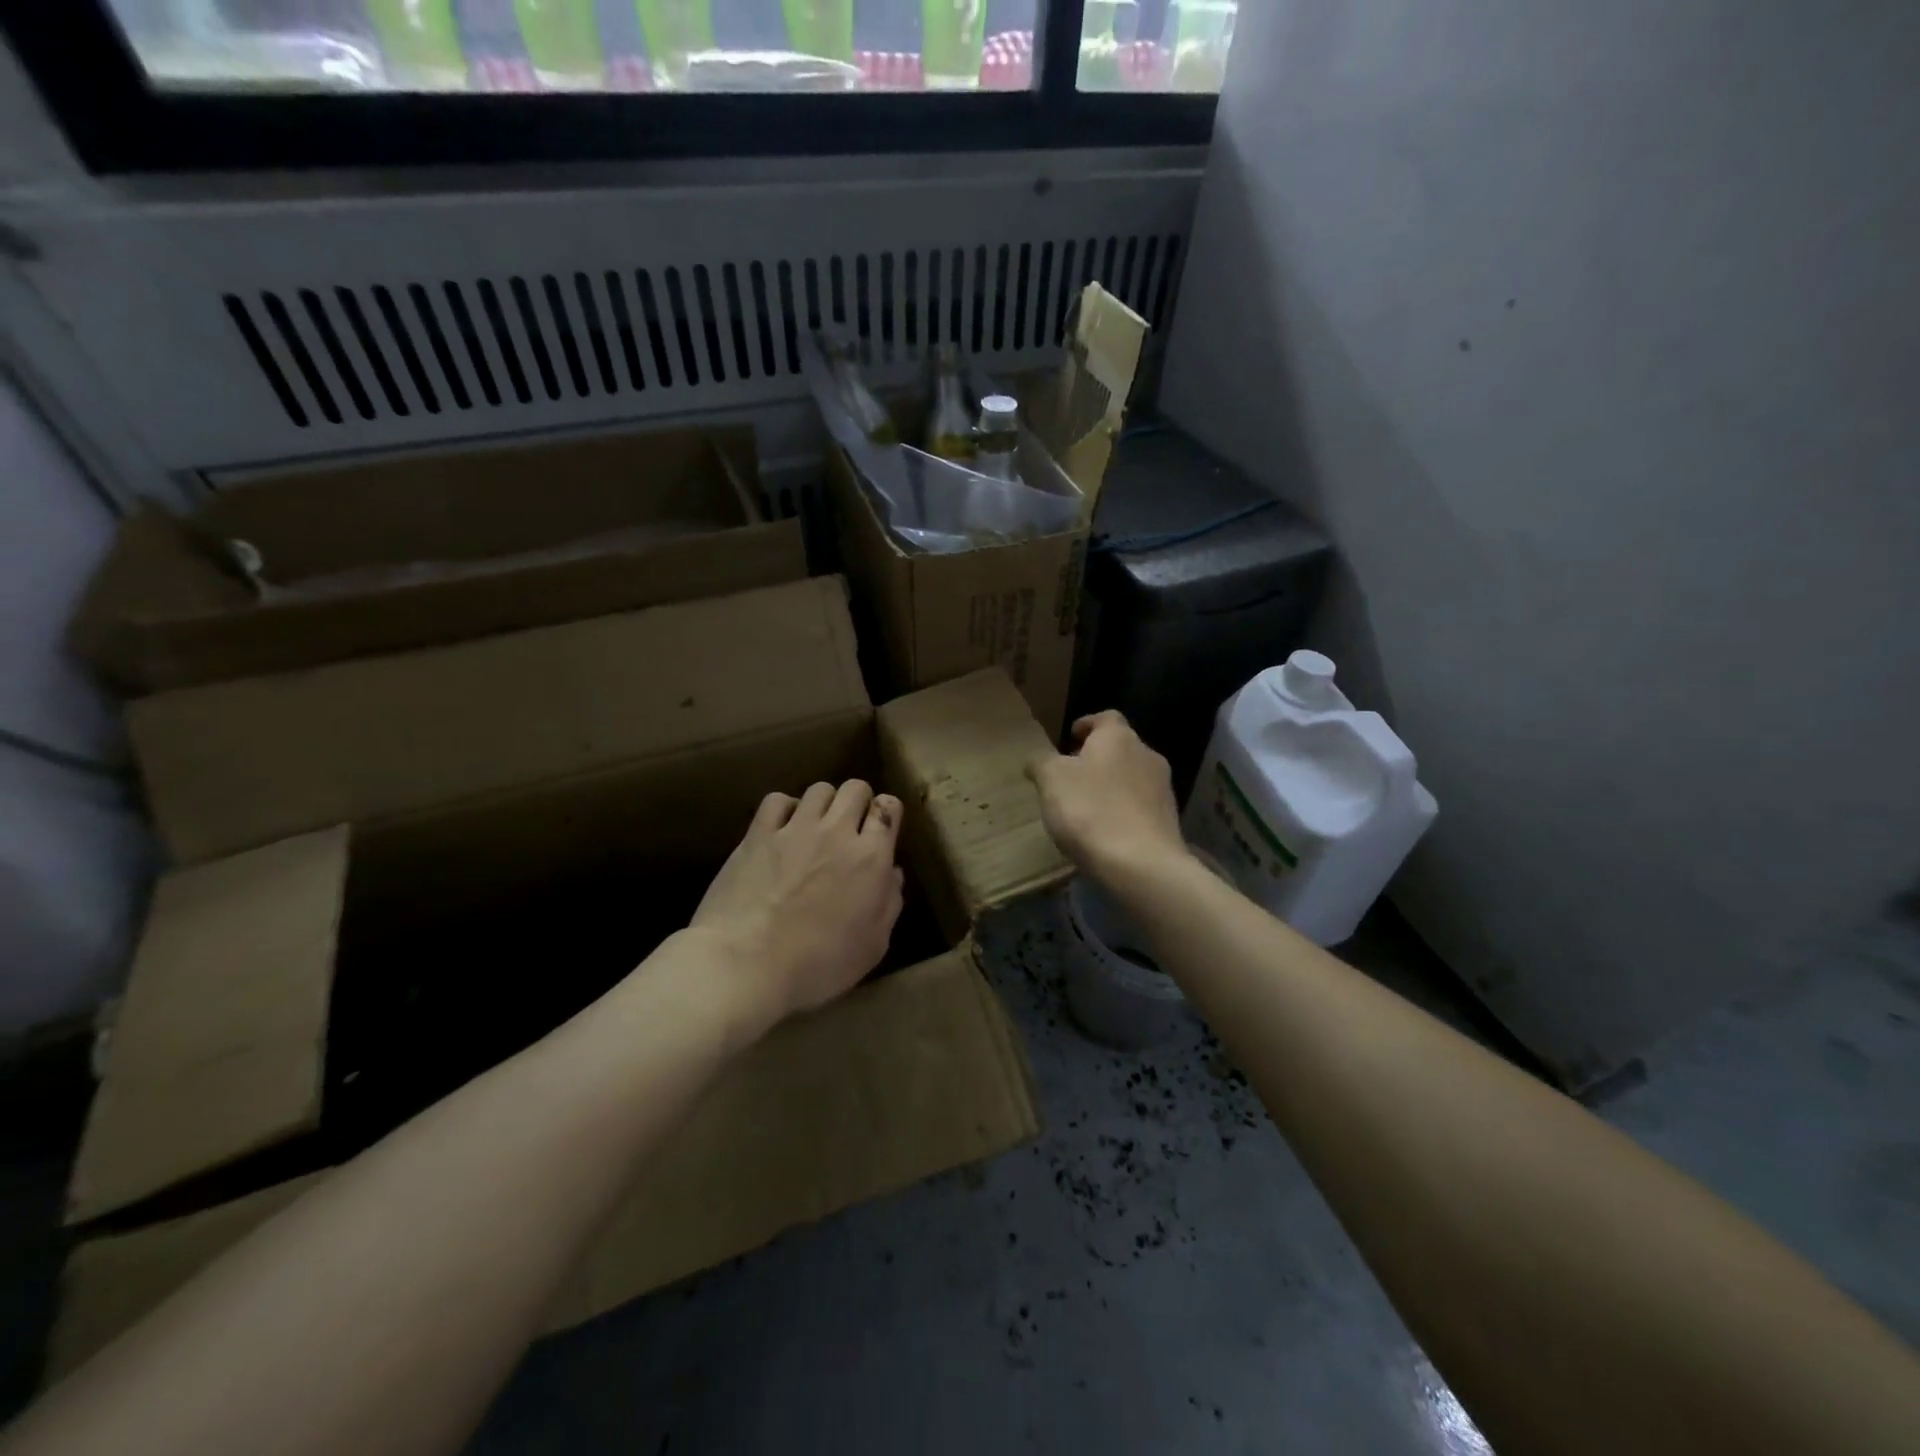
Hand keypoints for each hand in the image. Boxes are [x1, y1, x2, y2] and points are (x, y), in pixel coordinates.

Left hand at [690, 780, 904, 1023]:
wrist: (746, 964)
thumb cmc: (818, 965)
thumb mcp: (873, 946)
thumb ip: (889, 904)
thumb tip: (892, 874)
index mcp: (871, 858)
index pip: (889, 809)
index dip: (887, 815)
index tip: (880, 832)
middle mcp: (837, 832)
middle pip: (856, 788)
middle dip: (859, 802)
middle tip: (850, 829)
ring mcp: (795, 828)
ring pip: (819, 789)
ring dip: (824, 804)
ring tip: (816, 828)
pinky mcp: (758, 833)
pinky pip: (777, 800)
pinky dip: (785, 808)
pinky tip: (782, 829)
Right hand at [1027, 711, 1188, 885]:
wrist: (1141, 864)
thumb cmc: (1090, 810)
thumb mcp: (1051, 780)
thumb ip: (1041, 762)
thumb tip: (1037, 760)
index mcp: (1119, 737)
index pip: (1105, 717)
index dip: (1086, 725)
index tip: (1069, 738)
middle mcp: (1147, 755)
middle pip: (1119, 748)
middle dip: (1096, 758)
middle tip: (1071, 776)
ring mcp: (1163, 789)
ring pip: (1131, 777)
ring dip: (1110, 786)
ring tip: (1085, 806)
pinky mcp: (1168, 820)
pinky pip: (1140, 806)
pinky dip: (1122, 811)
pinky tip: (1105, 830)